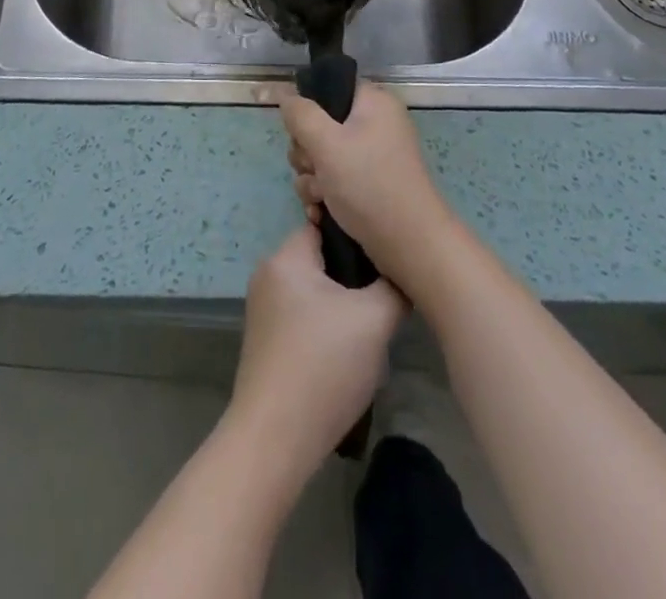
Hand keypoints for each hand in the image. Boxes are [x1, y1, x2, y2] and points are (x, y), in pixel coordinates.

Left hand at [227, 226, 405, 472]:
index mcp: (285, 257)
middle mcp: (269, 275)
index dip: (359, 237)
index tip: (387, 255)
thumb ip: (393, 288)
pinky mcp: (267, 342)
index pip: (327, 225)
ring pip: (316, 291)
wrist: (275, 440)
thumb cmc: (323, 366)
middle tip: (386, 295)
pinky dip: (327, 327)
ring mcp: (264, 310)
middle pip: (322, 259)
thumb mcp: (374, 321)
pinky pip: (304, 317)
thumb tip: (401, 276)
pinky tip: (349, 353)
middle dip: (355, 276)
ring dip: (344, 305)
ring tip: (373, 327)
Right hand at [277, 79, 458, 290]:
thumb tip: (284, 94)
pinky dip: (324, 196)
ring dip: (312, 179)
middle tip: (315, 170)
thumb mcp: (326, 143)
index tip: (303, 134)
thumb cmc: (368, 184)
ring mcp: (372, 157)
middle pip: (320, 126)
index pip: (330, 89)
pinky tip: (320, 213)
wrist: (409, 245)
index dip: (310, 111)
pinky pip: (334, 181)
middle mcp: (375, 125)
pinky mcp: (369, 185)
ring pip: (322, 157)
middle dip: (307, 154)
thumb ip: (300, 115)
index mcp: (373, 103)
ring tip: (320, 199)